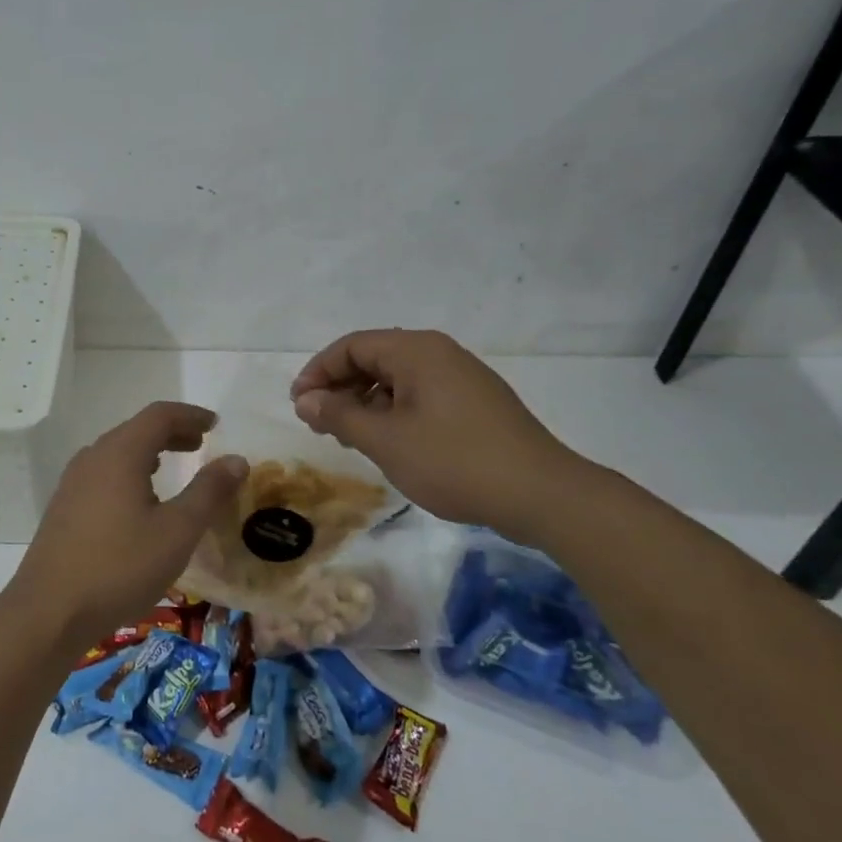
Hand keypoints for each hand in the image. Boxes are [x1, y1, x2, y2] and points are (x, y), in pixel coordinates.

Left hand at [7, 402, 246, 641]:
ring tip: (171, 468)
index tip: (215, 425)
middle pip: (136, 430)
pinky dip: (128, 472)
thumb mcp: (177, 531)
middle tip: (200, 445)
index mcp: (120, 453)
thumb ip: (208, 491)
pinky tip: (137, 501)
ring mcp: (73, 482)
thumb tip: (236, 459)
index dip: (190, 415)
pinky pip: (102, 473)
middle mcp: (92, 458)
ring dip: (148, 452)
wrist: (49, 610)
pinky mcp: (64, 507)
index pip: (159, 415)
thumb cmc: (120, 567)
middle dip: (171, 433)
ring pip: (116, 452)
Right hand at [290, 329, 584, 540]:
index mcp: (416, 351)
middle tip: (319, 424)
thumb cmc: (454, 461)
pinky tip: (387, 442)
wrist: (542, 494)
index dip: (318, 372)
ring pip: (397, 379)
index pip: (352, 346)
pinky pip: (420, 395)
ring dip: (364, 402)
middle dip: (340, 388)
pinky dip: (393, 411)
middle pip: (374, 358)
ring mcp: (461, 377)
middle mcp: (439, 353)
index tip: (299, 406)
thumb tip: (306, 400)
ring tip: (348, 438)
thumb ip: (339, 416)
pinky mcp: (475, 402)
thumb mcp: (385, 440)